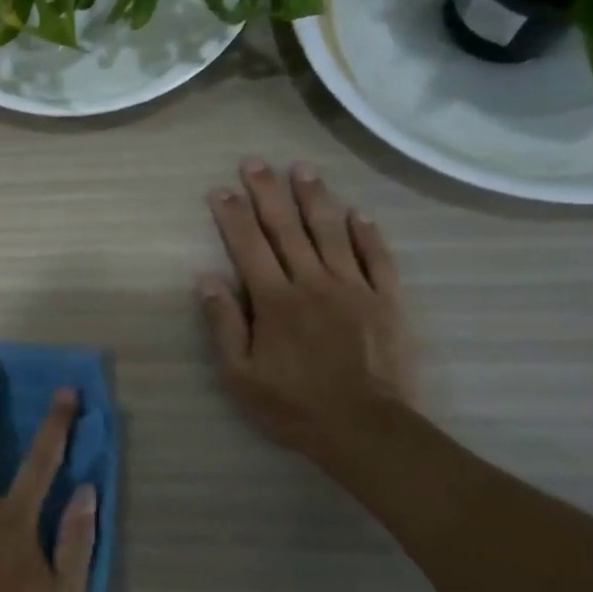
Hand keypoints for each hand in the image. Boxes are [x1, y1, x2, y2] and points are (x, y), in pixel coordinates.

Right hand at [199, 160, 415, 459]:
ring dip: (315, 198)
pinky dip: (368, 234)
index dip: (232, 215)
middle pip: (287, 228)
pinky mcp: (386, 301)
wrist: (365, 429)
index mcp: (274, 301)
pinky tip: (359, 213)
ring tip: (303, 169)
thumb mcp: (240, 375)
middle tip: (255, 162)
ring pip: (331, 233)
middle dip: (267, 192)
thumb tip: (206, 279)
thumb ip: (224, 324)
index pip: (248, 246)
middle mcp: (312, 283)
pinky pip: (378, 259)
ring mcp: (353, 289)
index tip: (219, 189)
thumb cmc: (293, 405)